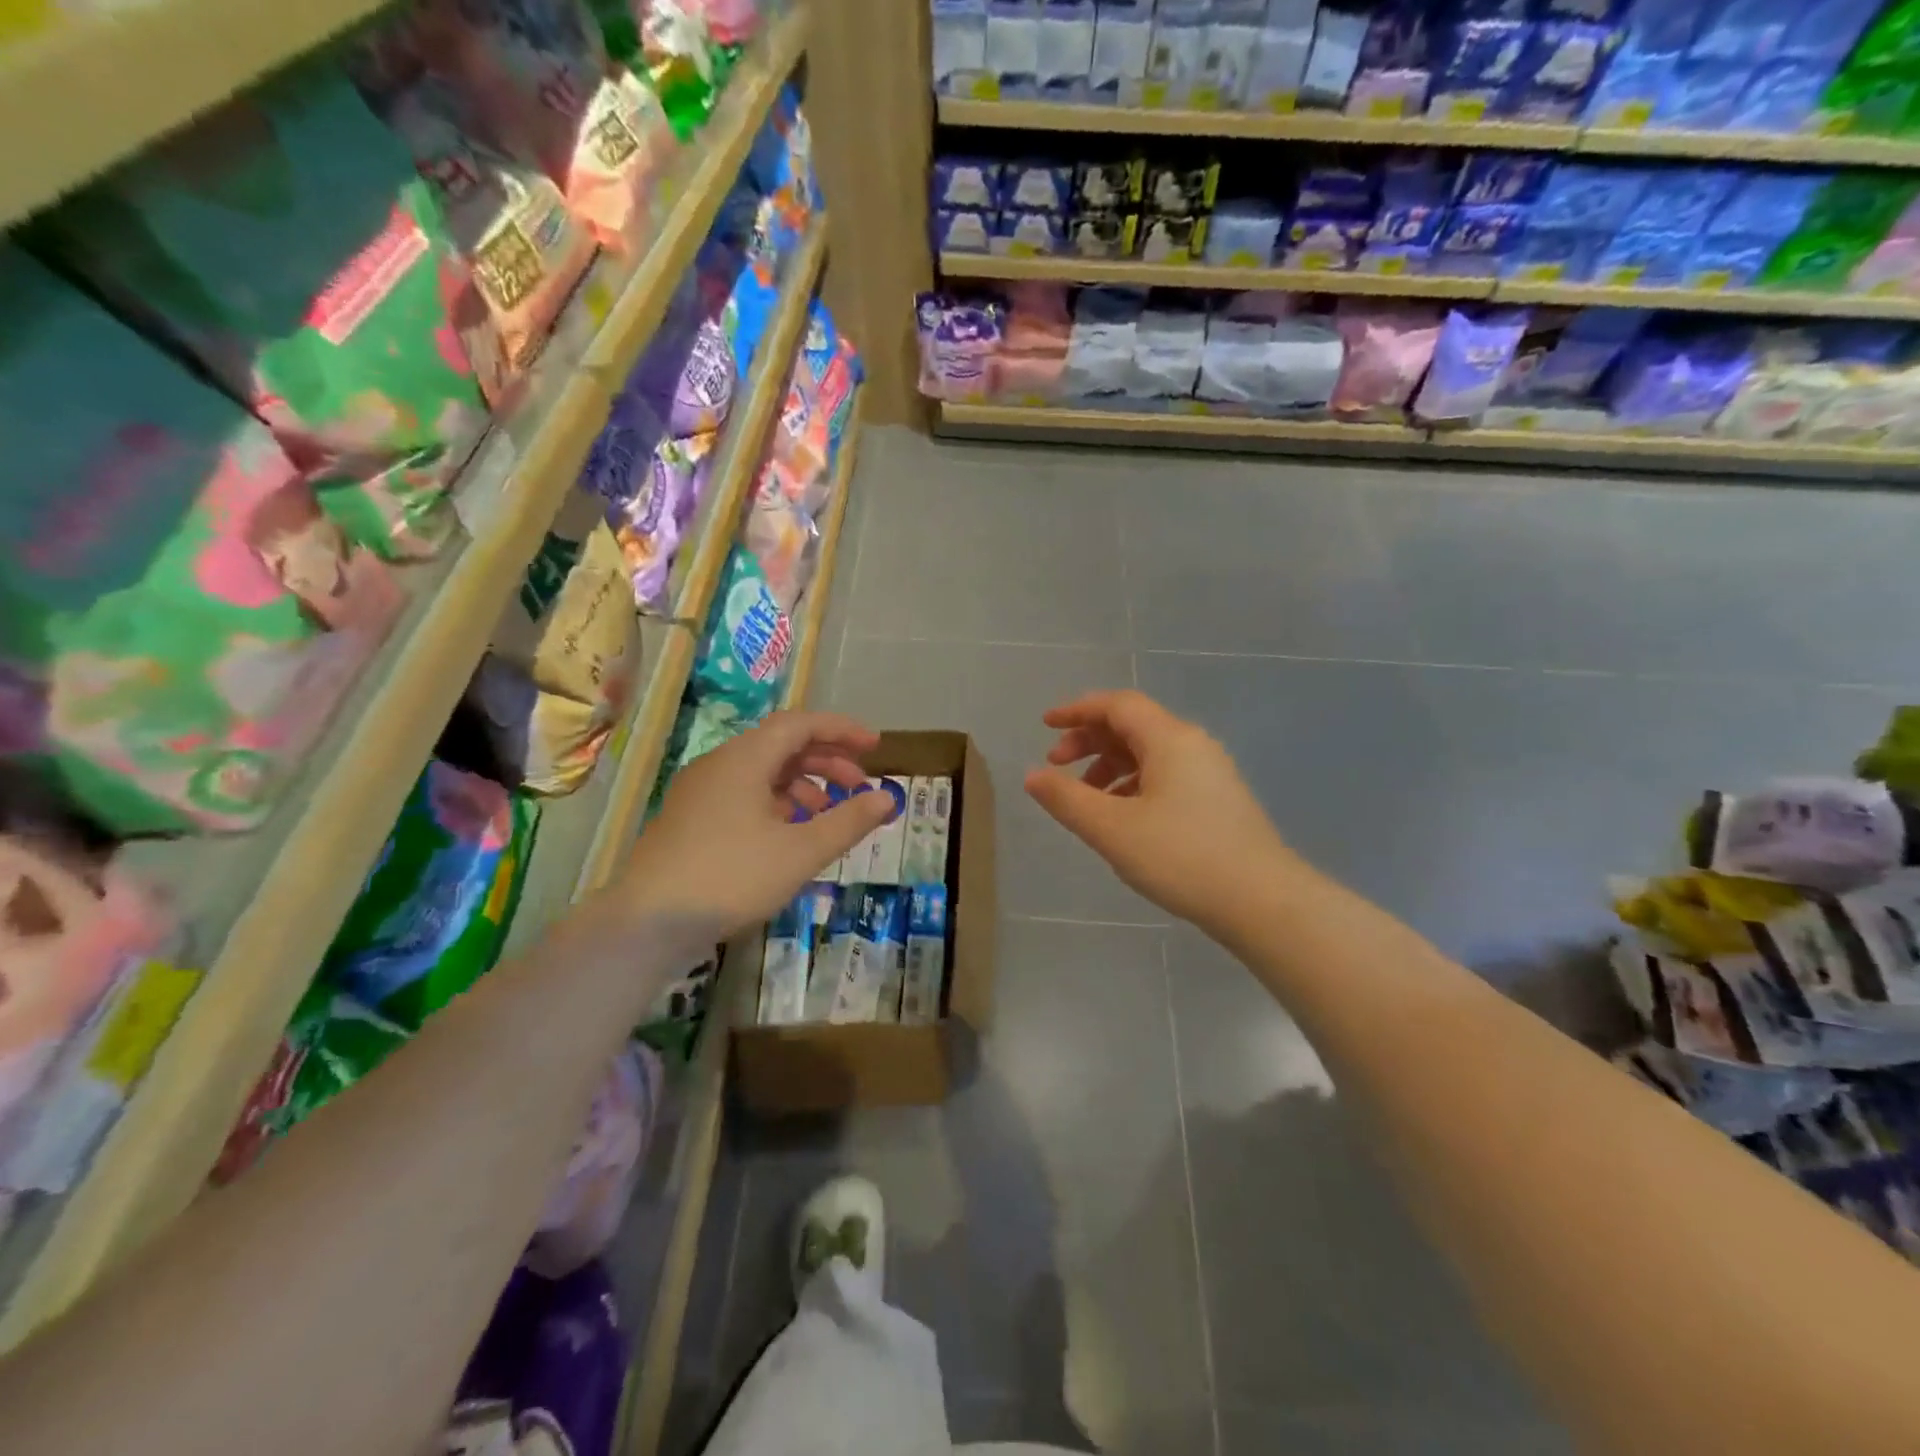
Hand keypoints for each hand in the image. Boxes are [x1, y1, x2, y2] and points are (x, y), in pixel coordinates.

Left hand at [617, 711, 893, 955]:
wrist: (647, 922)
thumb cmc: (731, 877)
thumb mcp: (800, 852)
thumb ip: (848, 821)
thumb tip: (887, 797)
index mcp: (745, 758)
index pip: (800, 723)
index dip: (842, 730)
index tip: (876, 746)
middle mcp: (720, 763)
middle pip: (782, 744)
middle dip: (826, 760)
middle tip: (859, 785)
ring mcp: (700, 790)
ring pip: (762, 771)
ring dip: (802, 784)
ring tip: (827, 815)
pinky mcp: (690, 817)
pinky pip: (743, 793)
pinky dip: (775, 802)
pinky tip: (788, 834)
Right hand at [1025, 690, 1292, 934]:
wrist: (1263, 902)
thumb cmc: (1181, 857)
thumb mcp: (1112, 829)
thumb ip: (1067, 799)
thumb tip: (1033, 776)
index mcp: (1169, 739)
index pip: (1117, 705)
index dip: (1077, 710)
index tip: (1045, 725)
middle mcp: (1193, 745)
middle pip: (1132, 726)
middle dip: (1089, 740)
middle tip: (1057, 766)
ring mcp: (1210, 773)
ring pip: (1149, 754)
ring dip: (1110, 766)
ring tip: (1086, 799)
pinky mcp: (1218, 800)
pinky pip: (1166, 776)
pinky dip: (1134, 785)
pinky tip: (1122, 818)